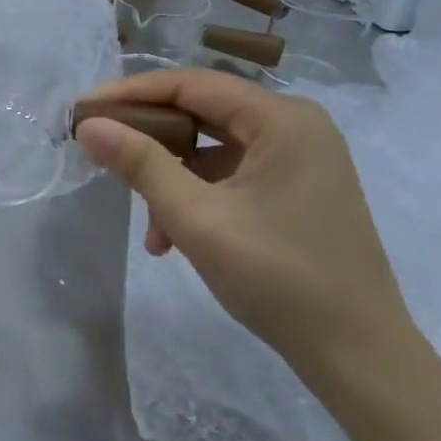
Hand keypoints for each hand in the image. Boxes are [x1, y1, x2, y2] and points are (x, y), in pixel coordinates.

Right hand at [74, 68, 418, 382]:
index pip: (190, 84)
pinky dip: (198, 197)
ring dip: (171, 179)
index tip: (82, 111)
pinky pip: (232, 175)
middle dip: (149, 140)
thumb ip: (140, 164)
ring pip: (213, 149)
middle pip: (202, 113)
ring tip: (149, 228)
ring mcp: (300, 158)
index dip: (129, 94)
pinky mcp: (297, 188)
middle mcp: (295, 125)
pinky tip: (175, 239)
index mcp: (281, 119)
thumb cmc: (278, 278)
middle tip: (100, 154)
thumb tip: (88, 126)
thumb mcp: (197, 219)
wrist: (359, 355)